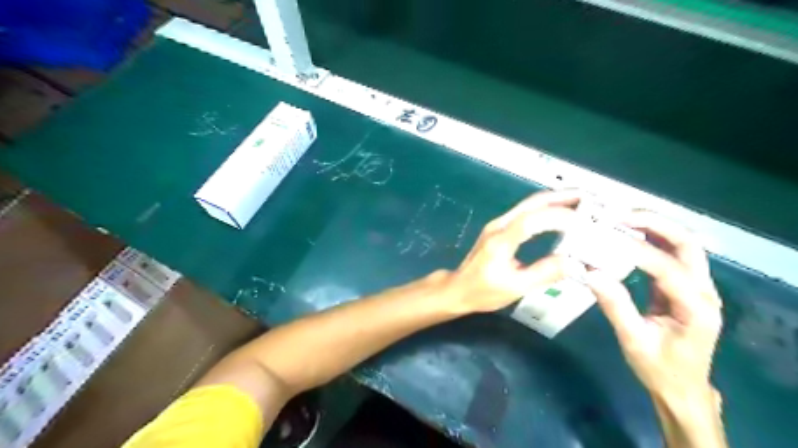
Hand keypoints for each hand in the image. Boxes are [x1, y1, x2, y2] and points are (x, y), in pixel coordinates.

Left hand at [443, 190, 580, 312]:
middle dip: (563, 197)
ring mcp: (499, 223)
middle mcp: (499, 225)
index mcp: (501, 241)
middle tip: (592, 198)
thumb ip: (544, 273)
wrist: (458, 288)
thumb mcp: (515, 288)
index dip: (560, 217)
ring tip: (583, 202)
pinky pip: (527, 211)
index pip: (532, 220)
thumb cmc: (483, 291)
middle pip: (533, 203)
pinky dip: (547, 207)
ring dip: (556, 199)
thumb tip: (576, 263)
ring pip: (530, 204)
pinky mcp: (500, 227)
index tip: (586, 222)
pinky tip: (562, 212)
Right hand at [584, 211, 727, 402]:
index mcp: (697, 307)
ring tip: (620, 219)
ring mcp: (697, 286)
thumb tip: (590, 272)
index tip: (605, 238)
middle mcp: (704, 290)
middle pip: (687, 244)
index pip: (668, 268)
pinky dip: (649, 239)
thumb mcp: (633, 340)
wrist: (681, 387)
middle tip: (618, 216)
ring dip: (653, 227)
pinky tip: (626, 236)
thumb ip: (615, 305)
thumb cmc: (659, 368)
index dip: (637, 251)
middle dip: (654, 224)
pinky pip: (669, 254)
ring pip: (681, 244)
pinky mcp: (683, 286)